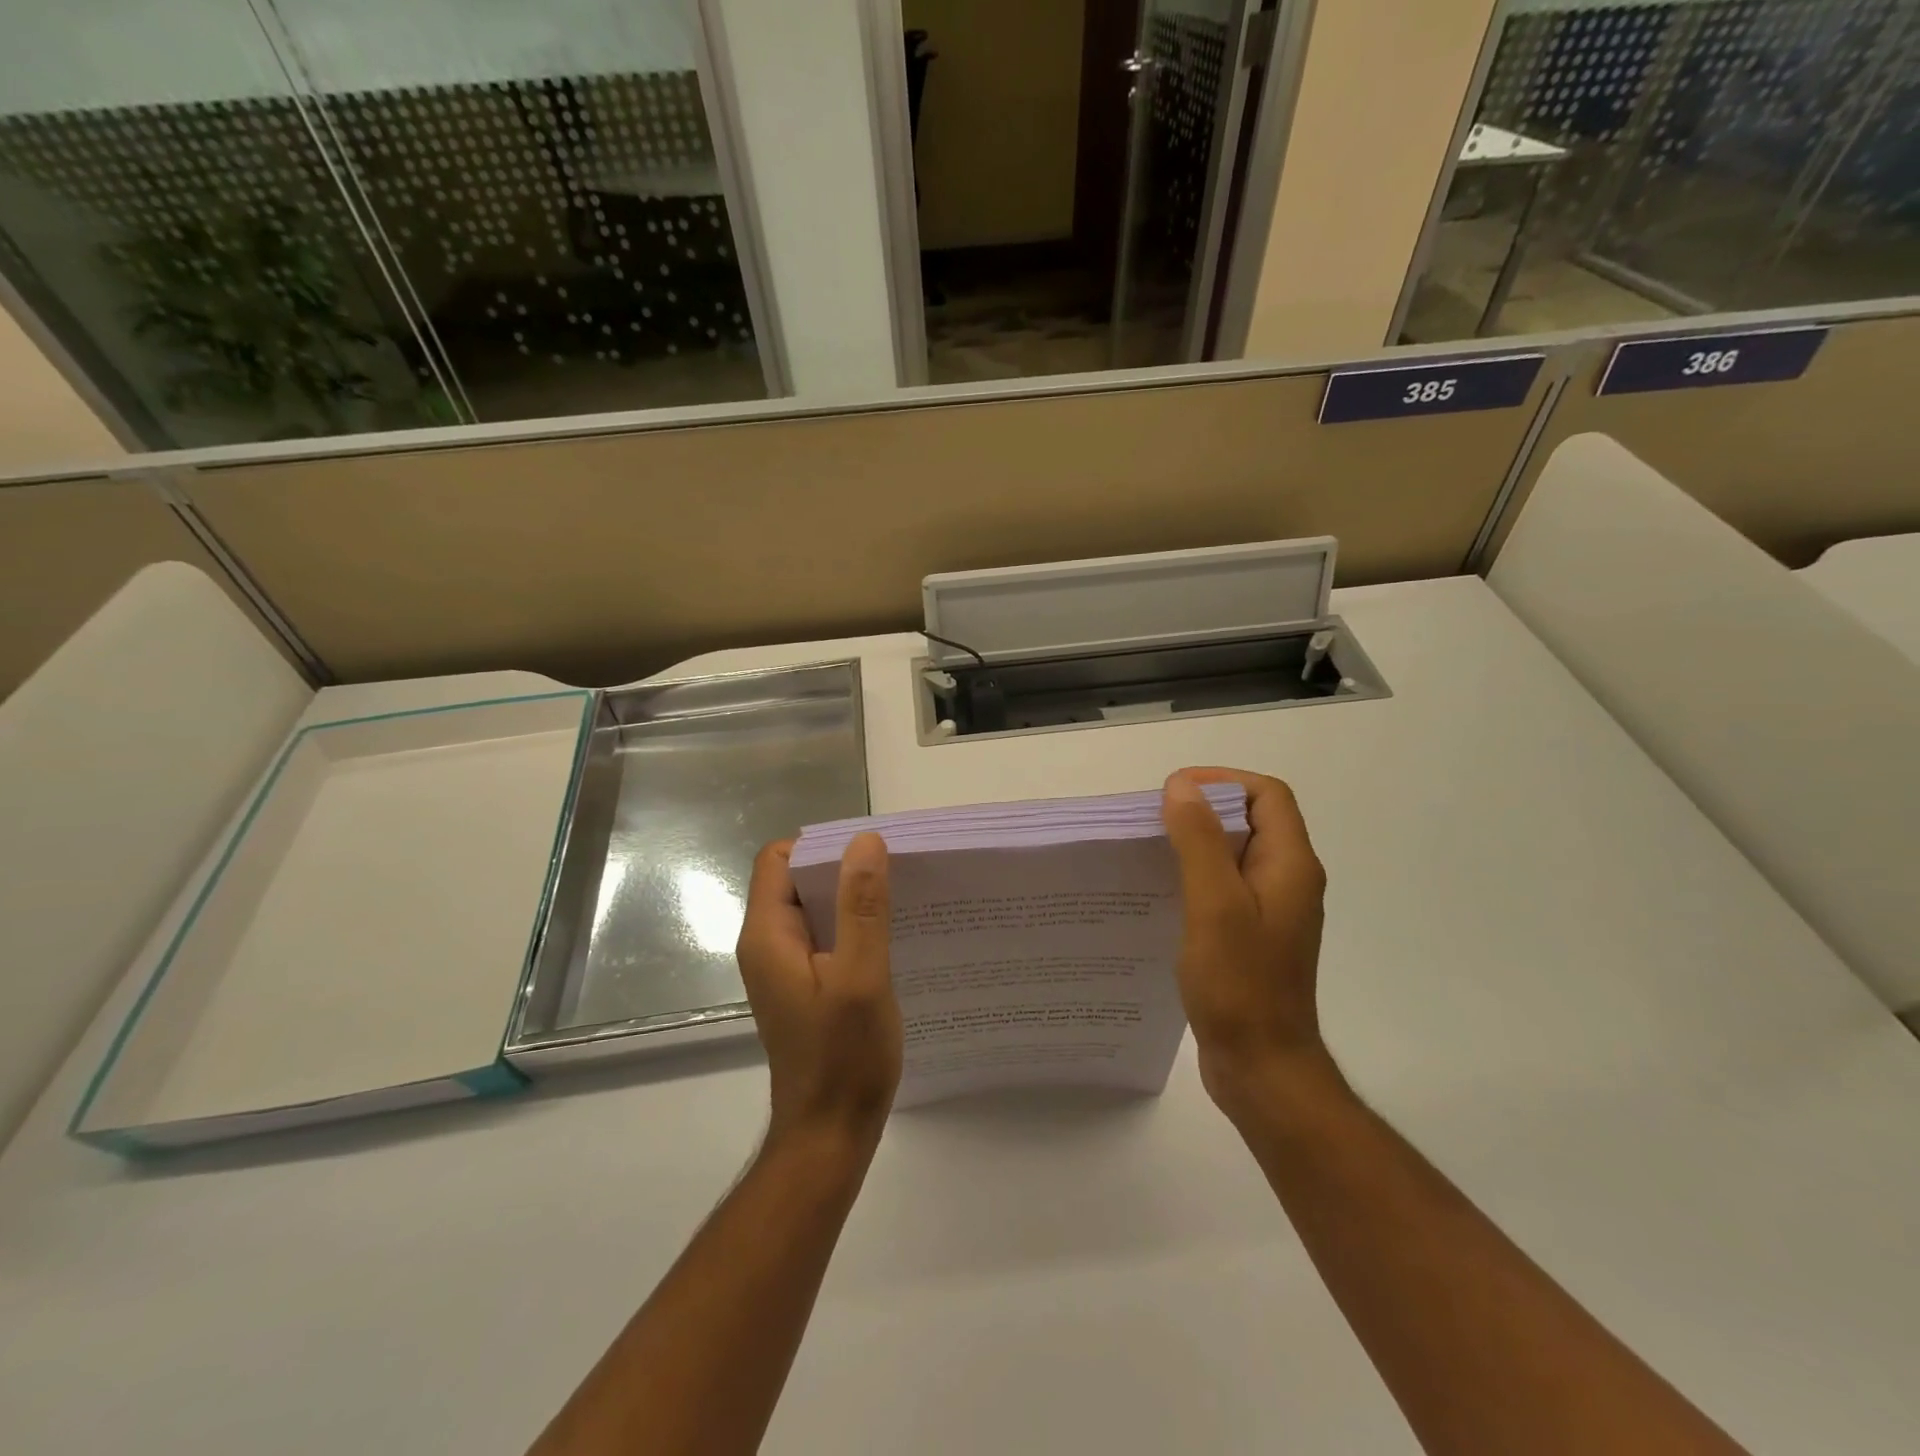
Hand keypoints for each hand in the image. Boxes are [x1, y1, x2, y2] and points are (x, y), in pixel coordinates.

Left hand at [736, 834, 901, 1147]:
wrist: (829, 1135)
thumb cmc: (844, 1058)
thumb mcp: (861, 976)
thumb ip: (862, 907)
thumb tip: (865, 840)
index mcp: (768, 934)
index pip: (779, 858)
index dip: (822, 845)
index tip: (871, 852)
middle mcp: (767, 944)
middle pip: (796, 878)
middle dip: (843, 867)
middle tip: (896, 872)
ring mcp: (784, 966)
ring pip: (813, 907)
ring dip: (851, 898)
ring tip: (900, 899)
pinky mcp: (803, 985)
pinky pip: (824, 936)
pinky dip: (852, 926)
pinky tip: (890, 938)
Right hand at [1161, 768, 1336, 1115]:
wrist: (1262, 1067)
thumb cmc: (1240, 985)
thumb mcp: (1215, 905)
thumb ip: (1200, 841)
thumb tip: (1182, 787)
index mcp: (1290, 865)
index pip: (1267, 794)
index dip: (1223, 781)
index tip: (1174, 792)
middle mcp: (1287, 880)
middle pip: (1252, 820)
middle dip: (1204, 809)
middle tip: (1154, 820)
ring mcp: (1271, 910)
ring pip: (1235, 854)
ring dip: (1196, 843)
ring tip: (1150, 851)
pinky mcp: (1253, 935)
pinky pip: (1226, 887)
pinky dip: (1196, 876)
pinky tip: (1161, 893)